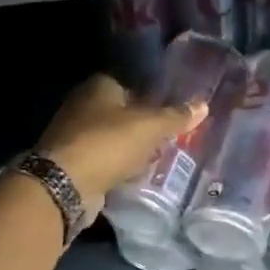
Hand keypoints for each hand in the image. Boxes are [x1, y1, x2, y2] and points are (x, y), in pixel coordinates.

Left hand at [38, 74, 205, 218]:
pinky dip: (117, 166)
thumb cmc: (109, 143)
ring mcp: (74, 135)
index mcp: (99, 86)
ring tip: (156, 159)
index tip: (171, 115)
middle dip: (142, 126)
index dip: (152, 99)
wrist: (65, 184)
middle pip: (121, 113)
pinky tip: (134, 176)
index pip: (131, 86)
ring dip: (130, 149)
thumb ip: (176, 117)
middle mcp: (82, 105)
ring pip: (112, 138)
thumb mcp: (150, 127)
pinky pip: (103, 160)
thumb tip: (204, 105)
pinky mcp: (72, 162)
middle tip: (168, 139)